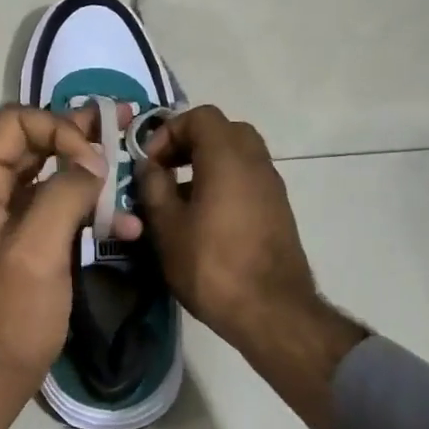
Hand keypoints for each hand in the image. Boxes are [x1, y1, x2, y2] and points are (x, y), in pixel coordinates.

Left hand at [0, 103, 135, 428]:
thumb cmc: (11, 315)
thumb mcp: (38, 252)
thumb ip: (64, 196)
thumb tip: (93, 160)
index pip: (15, 123)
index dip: (58, 129)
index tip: (94, 161)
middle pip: (33, 141)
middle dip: (79, 133)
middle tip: (124, 122)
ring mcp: (6, 215)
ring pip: (49, 172)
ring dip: (90, 169)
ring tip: (130, 164)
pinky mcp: (26, 238)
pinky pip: (58, 206)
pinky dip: (90, 207)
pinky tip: (128, 225)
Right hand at [136, 108, 364, 428]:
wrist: (271, 311)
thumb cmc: (211, 265)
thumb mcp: (167, 227)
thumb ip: (153, 188)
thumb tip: (150, 167)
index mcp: (227, 157)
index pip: (200, 117)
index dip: (169, 131)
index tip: (150, 162)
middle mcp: (256, 162)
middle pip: (223, 131)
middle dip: (190, 143)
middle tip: (166, 169)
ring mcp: (272, 186)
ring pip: (238, 155)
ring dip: (207, 164)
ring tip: (179, 197)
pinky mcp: (278, 209)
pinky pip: (247, 178)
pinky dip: (224, 182)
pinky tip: (203, 217)